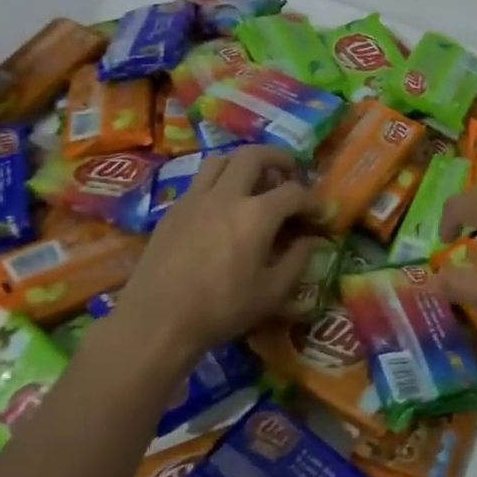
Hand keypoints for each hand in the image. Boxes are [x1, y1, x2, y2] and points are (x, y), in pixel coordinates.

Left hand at [104, 146, 323, 362]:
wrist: (157, 321)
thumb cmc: (222, 309)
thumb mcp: (272, 293)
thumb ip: (297, 261)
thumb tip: (311, 240)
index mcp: (256, 215)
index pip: (294, 192)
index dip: (312, 200)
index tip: (318, 213)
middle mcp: (226, 195)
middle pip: (254, 155)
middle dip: (278, 158)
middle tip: (289, 172)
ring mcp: (195, 199)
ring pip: (221, 160)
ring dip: (243, 163)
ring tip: (254, 181)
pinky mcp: (173, 210)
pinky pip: (200, 181)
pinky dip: (219, 182)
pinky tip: (222, 208)